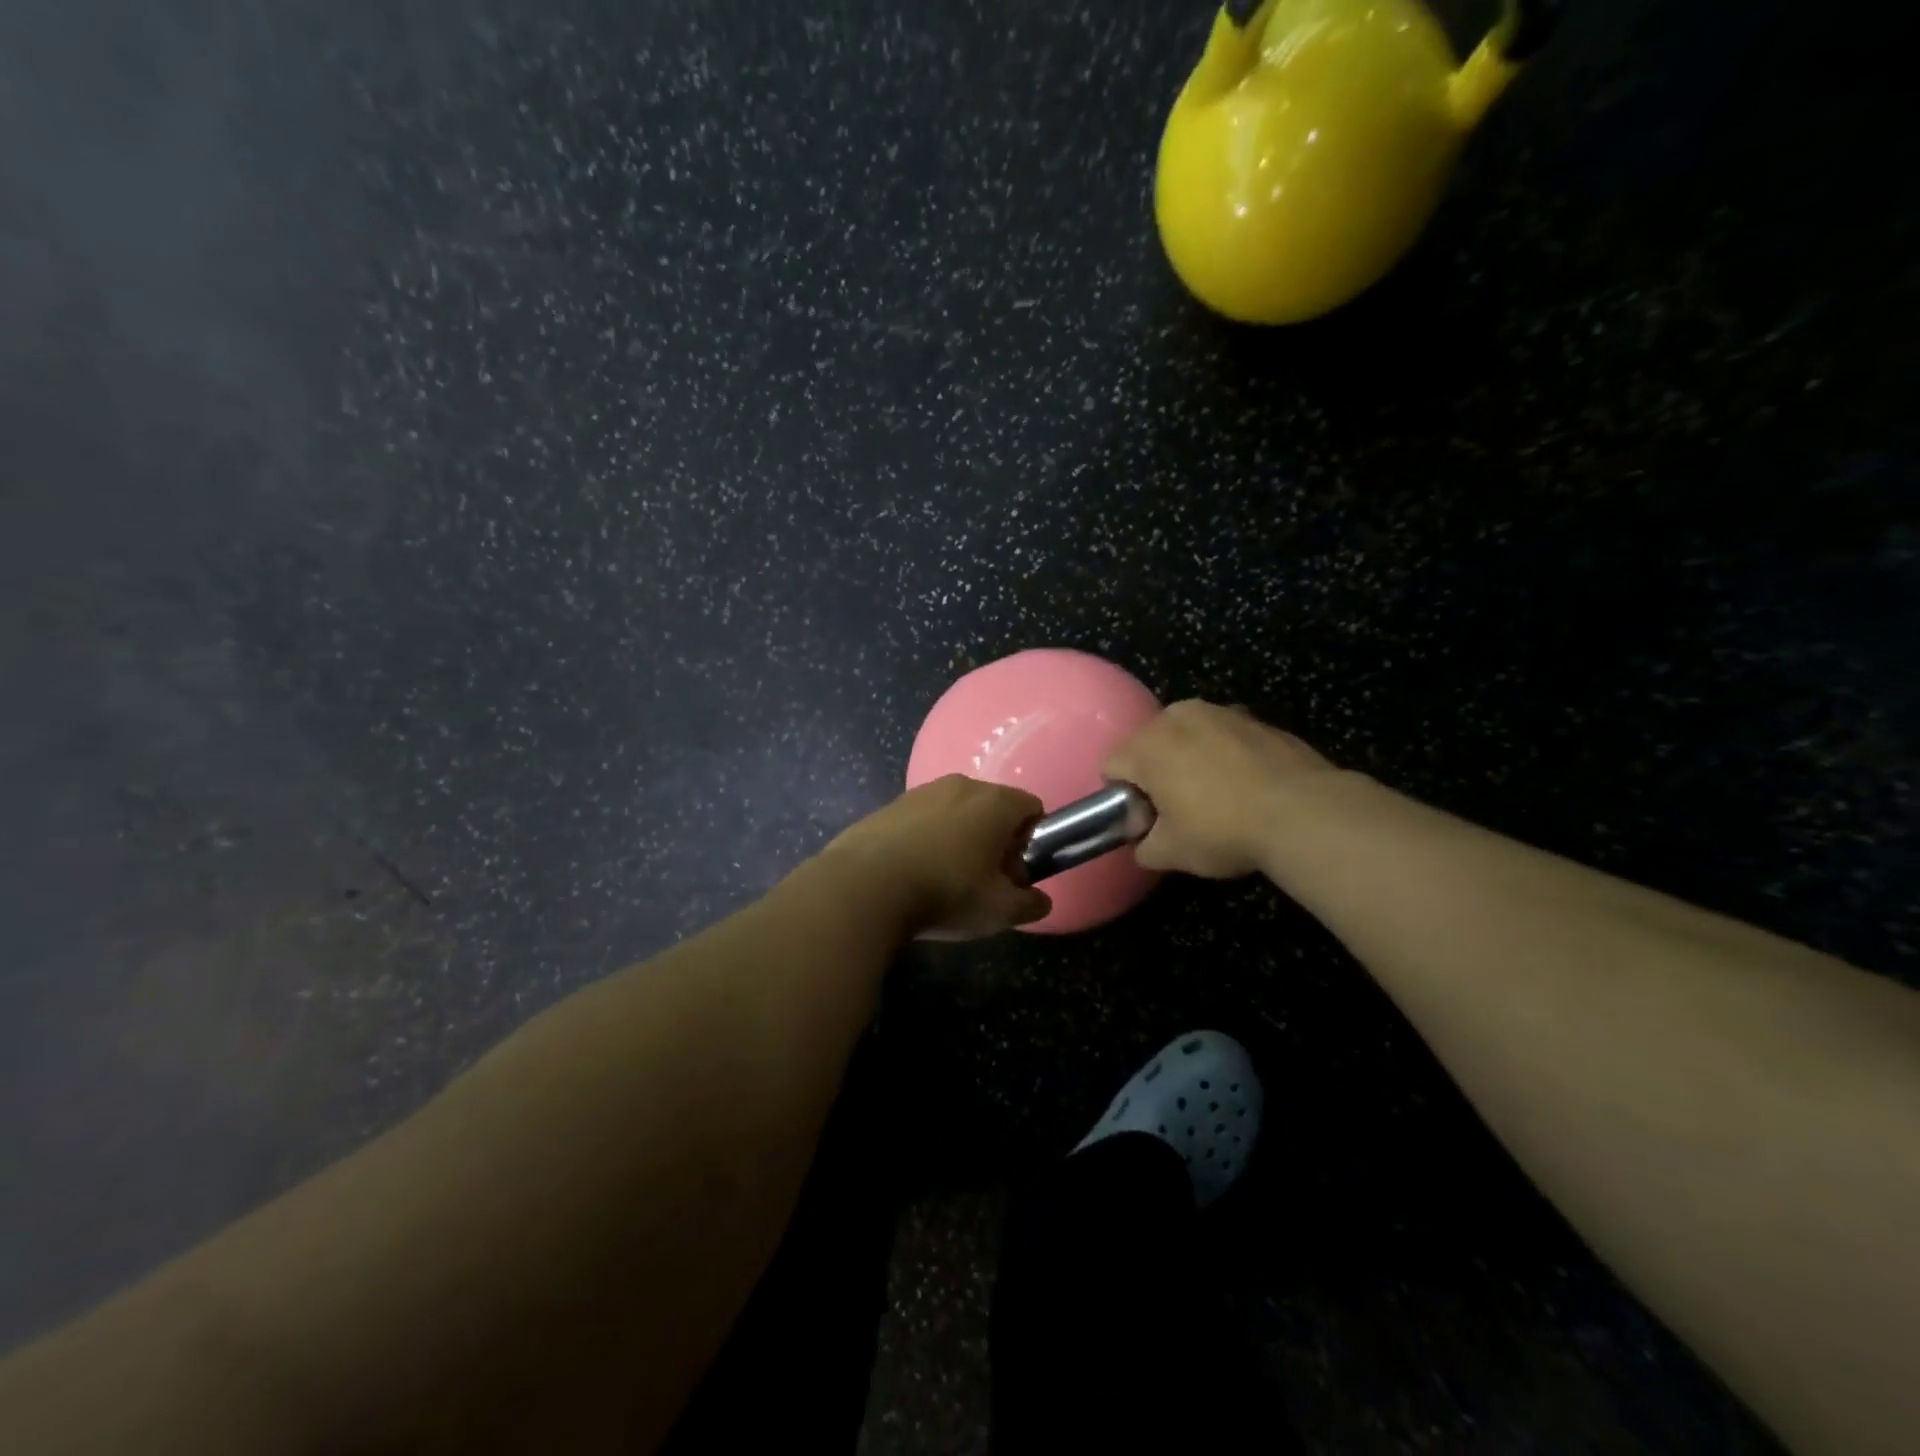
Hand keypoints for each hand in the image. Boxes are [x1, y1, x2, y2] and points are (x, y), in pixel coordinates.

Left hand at [824, 775, 1051, 938]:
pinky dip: (925, 839)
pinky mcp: (889, 805)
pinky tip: (911, 873)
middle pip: (992, 808)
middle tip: (982, 880)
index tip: (1013, 872)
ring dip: (958, 838)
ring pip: (955, 811)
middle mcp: (961, 785)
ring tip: (942, 879)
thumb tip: (1040, 901)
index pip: (1032, 808)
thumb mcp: (999, 910)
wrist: (866, 886)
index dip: (1030, 841)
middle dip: (994, 840)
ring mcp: (921, 791)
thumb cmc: (946, 892)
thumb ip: (1030, 905)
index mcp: (995, 802)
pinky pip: (921, 819)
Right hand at [1104, 701, 1336, 877]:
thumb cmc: (1222, 829)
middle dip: (1155, 773)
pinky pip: (1221, 736)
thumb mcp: (1172, 853)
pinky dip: (1223, 755)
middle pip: (1147, 745)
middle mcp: (1175, 717)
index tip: (1148, 821)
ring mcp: (1218, 712)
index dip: (1123, 798)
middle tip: (1179, 811)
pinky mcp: (1253, 717)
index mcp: (1146, 746)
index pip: (1111, 767)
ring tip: (1216, 796)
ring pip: (1186, 736)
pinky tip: (1245, 786)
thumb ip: (1145, 848)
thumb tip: (1144, 844)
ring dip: (1189, 760)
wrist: (1303, 812)